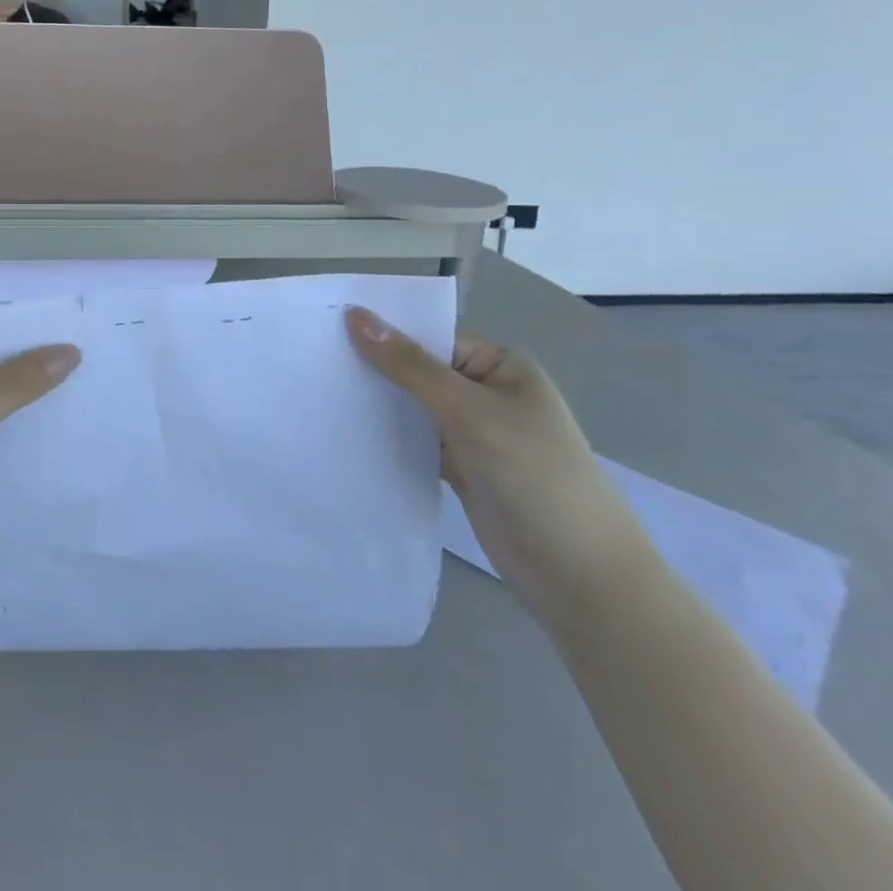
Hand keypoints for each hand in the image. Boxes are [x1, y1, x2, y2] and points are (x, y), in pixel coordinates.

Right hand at [345, 308, 651, 626]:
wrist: (579, 577)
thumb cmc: (533, 475)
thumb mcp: (467, 411)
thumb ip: (409, 366)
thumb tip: (355, 315)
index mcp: (501, 366)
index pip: (431, 337)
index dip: (383, 332)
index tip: (326, 328)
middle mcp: (487, 393)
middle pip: (419, 370)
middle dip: (375, 368)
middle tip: (314, 361)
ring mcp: (474, 434)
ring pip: (414, 407)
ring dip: (378, 404)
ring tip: (318, 392)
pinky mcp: (462, 469)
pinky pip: (416, 441)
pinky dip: (389, 437)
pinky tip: (347, 431)